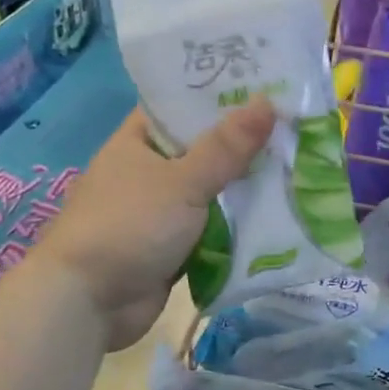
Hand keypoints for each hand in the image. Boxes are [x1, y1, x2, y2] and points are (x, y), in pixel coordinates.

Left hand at [43, 100, 274, 349]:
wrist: (88, 303)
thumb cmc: (129, 226)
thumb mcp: (182, 181)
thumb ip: (227, 146)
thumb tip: (269, 102)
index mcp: (139, 141)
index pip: (182, 105)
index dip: (222, 94)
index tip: (268, 85)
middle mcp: (149, 170)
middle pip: (205, 148)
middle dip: (246, 144)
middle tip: (297, 128)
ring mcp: (161, 210)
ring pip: (213, 190)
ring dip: (247, 186)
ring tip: (300, 166)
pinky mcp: (174, 245)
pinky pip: (214, 227)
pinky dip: (239, 223)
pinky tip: (279, 212)